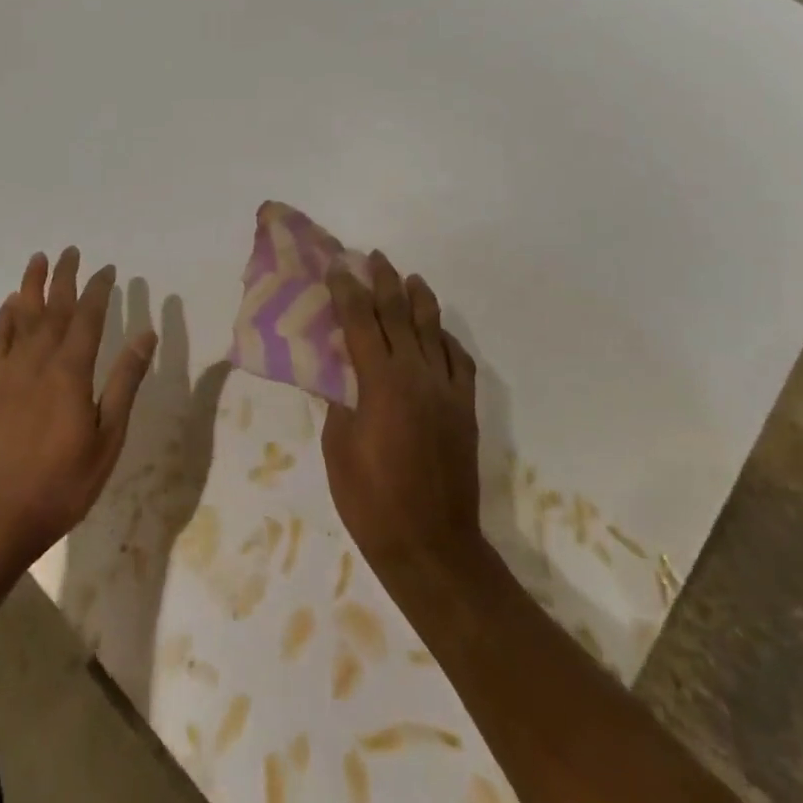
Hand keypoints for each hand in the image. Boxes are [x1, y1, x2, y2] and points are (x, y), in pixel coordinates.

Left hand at [0, 247, 157, 571]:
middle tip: (71, 250)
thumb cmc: (60, 485)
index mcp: (71, 371)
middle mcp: (38, 361)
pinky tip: (9, 306)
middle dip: (64, 277)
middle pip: (53, 308)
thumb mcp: (107, 439)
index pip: (88, 317)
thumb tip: (145, 334)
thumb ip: (125, 383)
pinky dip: (4, 318)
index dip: (99, 290)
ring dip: (31, 285)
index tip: (108, 269)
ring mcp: (8, 373)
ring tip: (38, 259)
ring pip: (22, 316)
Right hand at [322, 252, 484, 580]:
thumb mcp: (338, 447)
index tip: (338, 267)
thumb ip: (339, 400)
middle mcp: (416, 374)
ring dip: (419, 300)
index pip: (360, 320)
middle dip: (385, 282)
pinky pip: (459, 361)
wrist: (432, 544)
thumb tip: (337, 371)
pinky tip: (440, 333)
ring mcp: (446, 390)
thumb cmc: (371, 500)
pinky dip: (447, 339)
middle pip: (399, 314)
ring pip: (434, 330)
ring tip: (410, 278)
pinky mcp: (465, 408)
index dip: (347, 290)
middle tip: (374, 258)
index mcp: (380, 381)